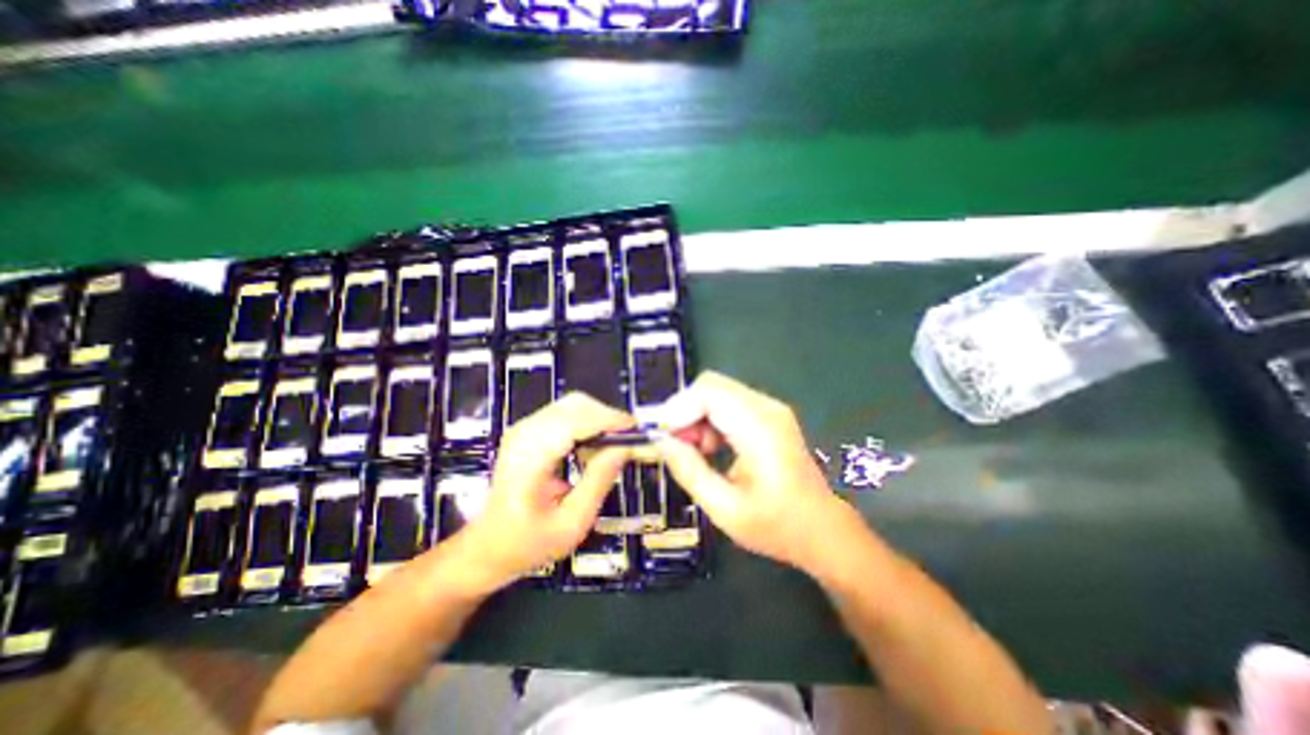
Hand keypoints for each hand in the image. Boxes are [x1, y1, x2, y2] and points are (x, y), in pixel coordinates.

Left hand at [457, 394, 633, 594]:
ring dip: (598, 420)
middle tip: (628, 441)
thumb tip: (625, 447)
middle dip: (607, 417)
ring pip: (573, 404)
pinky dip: (587, 424)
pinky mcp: (529, 430)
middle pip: (576, 405)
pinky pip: (567, 413)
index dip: (609, 420)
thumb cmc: (528, 542)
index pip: (575, 422)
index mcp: (529, 458)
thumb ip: (599, 482)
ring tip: (611, 448)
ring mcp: (524, 428)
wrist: (487, 545)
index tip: (637, 431)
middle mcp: (525, 433)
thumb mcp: (572, 523)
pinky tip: (591, 449)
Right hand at [653, 373, 862, 573]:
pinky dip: (710, 418)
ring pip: (717, 391)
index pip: (708, 393)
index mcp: (759, 429)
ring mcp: (770, 408)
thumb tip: (660, 440)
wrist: (823, 529)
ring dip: (696, 415)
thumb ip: (689, 471)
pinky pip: (728, 402)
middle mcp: (766, 408)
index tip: (662, 436)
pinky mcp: (768, 414)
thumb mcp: (725, 509)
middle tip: (676, 445)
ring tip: (695, 452)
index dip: (678, 408)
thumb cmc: (777, 526)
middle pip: (711, 385)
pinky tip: (711, 447)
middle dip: (684, 410)